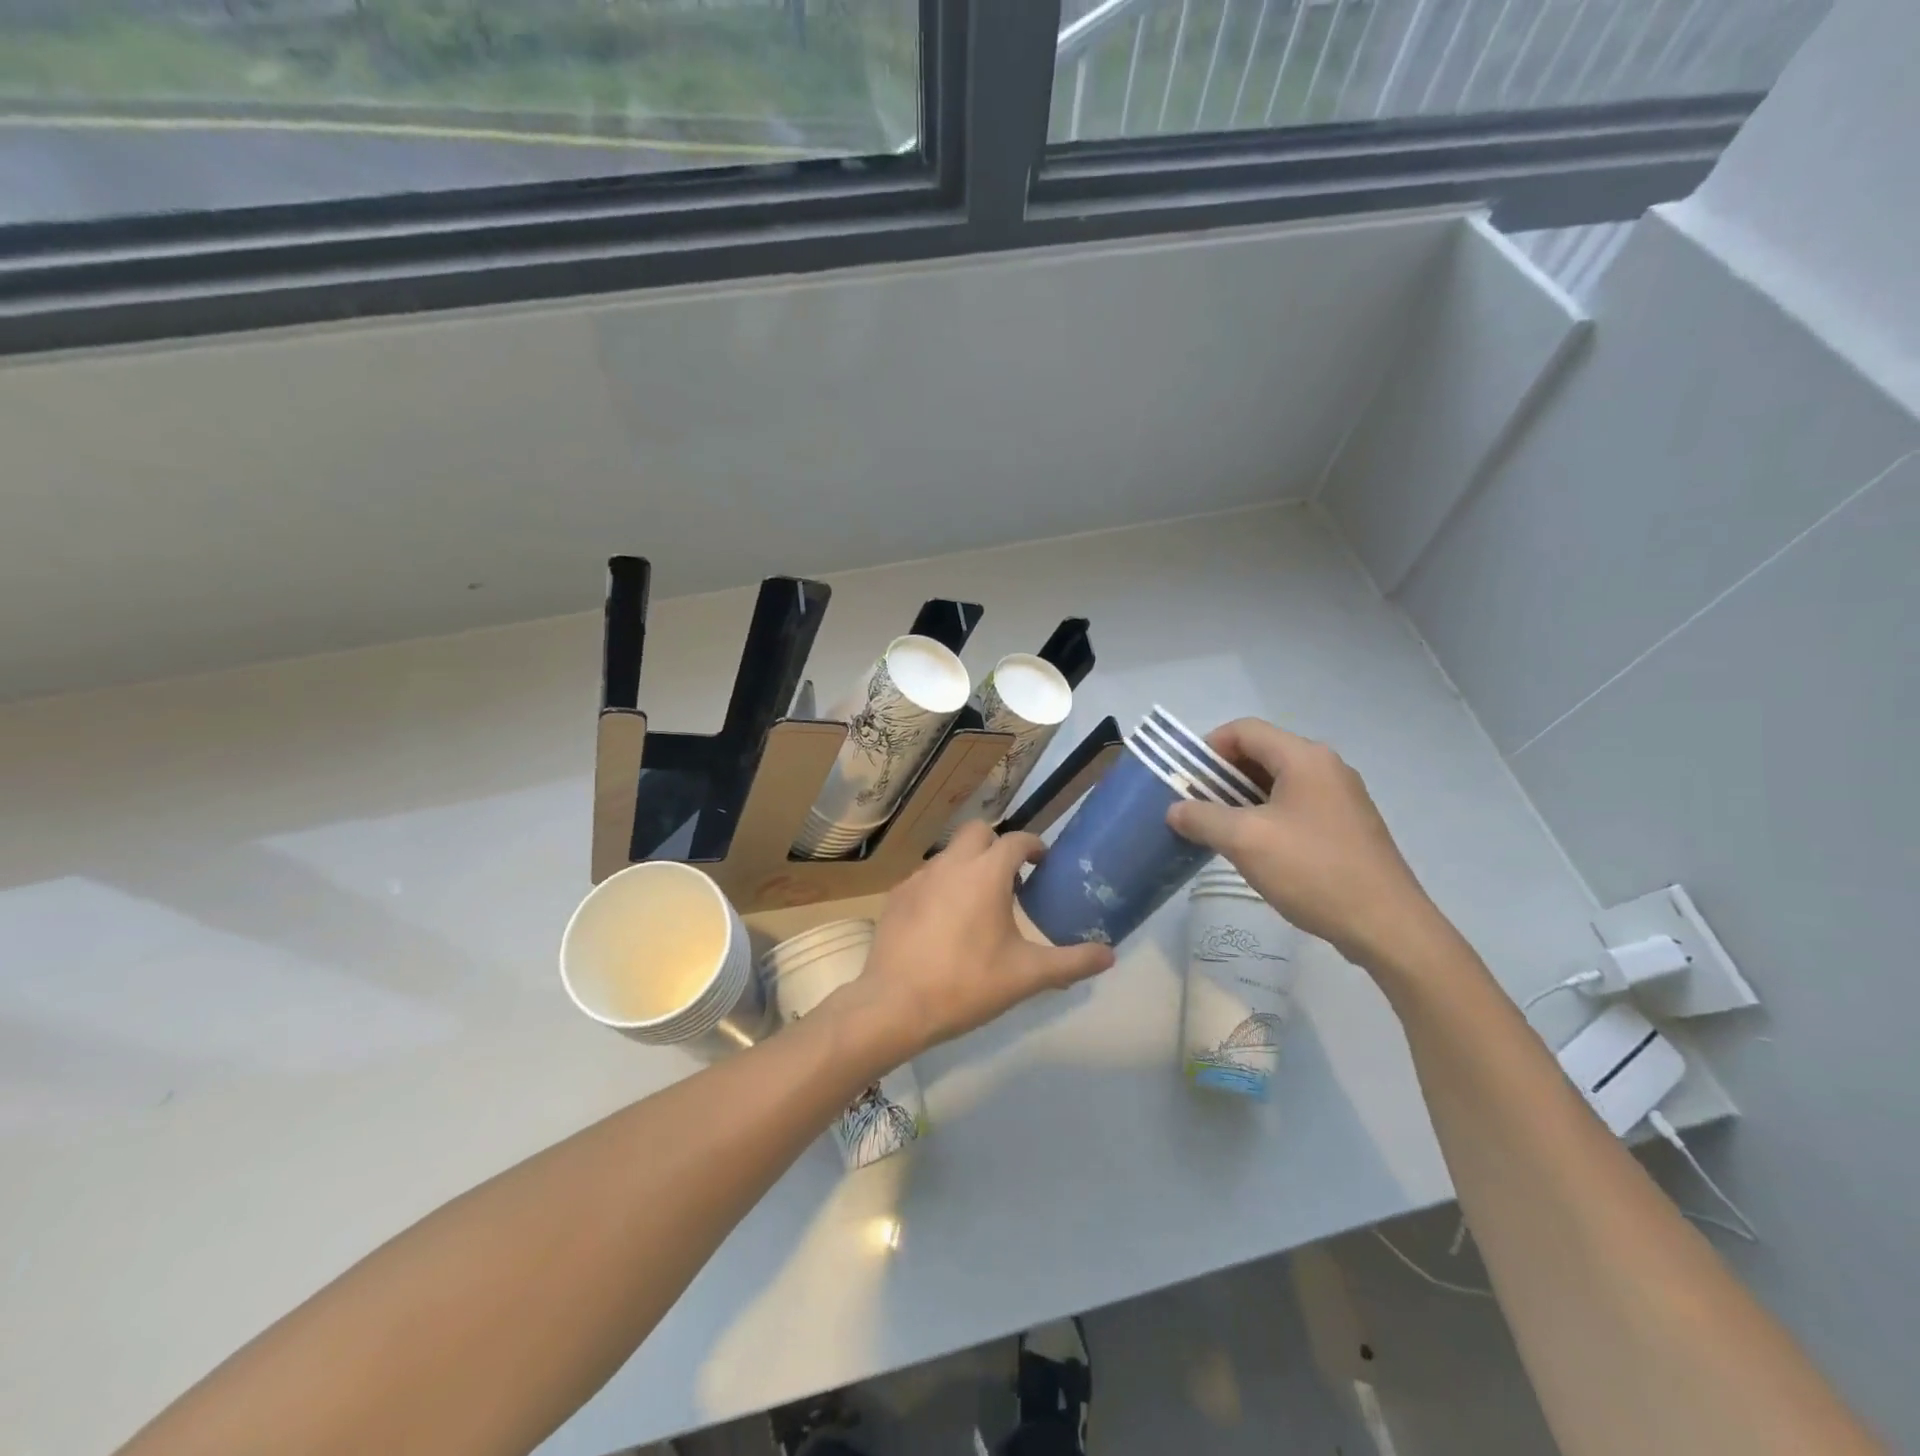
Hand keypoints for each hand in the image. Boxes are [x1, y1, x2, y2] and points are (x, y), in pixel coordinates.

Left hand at [839, 822, 1115, 1061]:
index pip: (1016, 840)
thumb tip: (1110, 955)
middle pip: (978, 832)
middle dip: (997, 845)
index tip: (1043, 863)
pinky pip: (926, 877)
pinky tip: (945, 921)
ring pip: (950, 854)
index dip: (1034, 846)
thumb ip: (1072, 962)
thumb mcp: (1027, 976)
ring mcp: (919, 877)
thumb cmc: (967, 984)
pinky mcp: (897, 896)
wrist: (895, 1005)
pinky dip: (942, 886)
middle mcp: (951, 864)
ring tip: (979, 903)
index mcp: (986, 873)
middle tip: (1011, 878)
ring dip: (969, 865)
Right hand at [1165, 719, 1449, 974]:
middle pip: (1261, 754)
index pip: (1244, 730)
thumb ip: (1202, 818)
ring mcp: (1340, 797)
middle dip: (1221, 776)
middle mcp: (1326, 768)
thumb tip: (1174, 809)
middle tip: (1194, 806)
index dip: (1208, 748)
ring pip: (1277, 783)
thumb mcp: (1244, 841)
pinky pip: (1295, 806)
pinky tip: (1253, 848)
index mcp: (1305, 758)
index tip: (1184, 780)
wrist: (1386, 926)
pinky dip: (1266, 816)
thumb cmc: (1312, 871)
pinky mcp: (1346, 826)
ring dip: (1241, 799)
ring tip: (1216, 829)